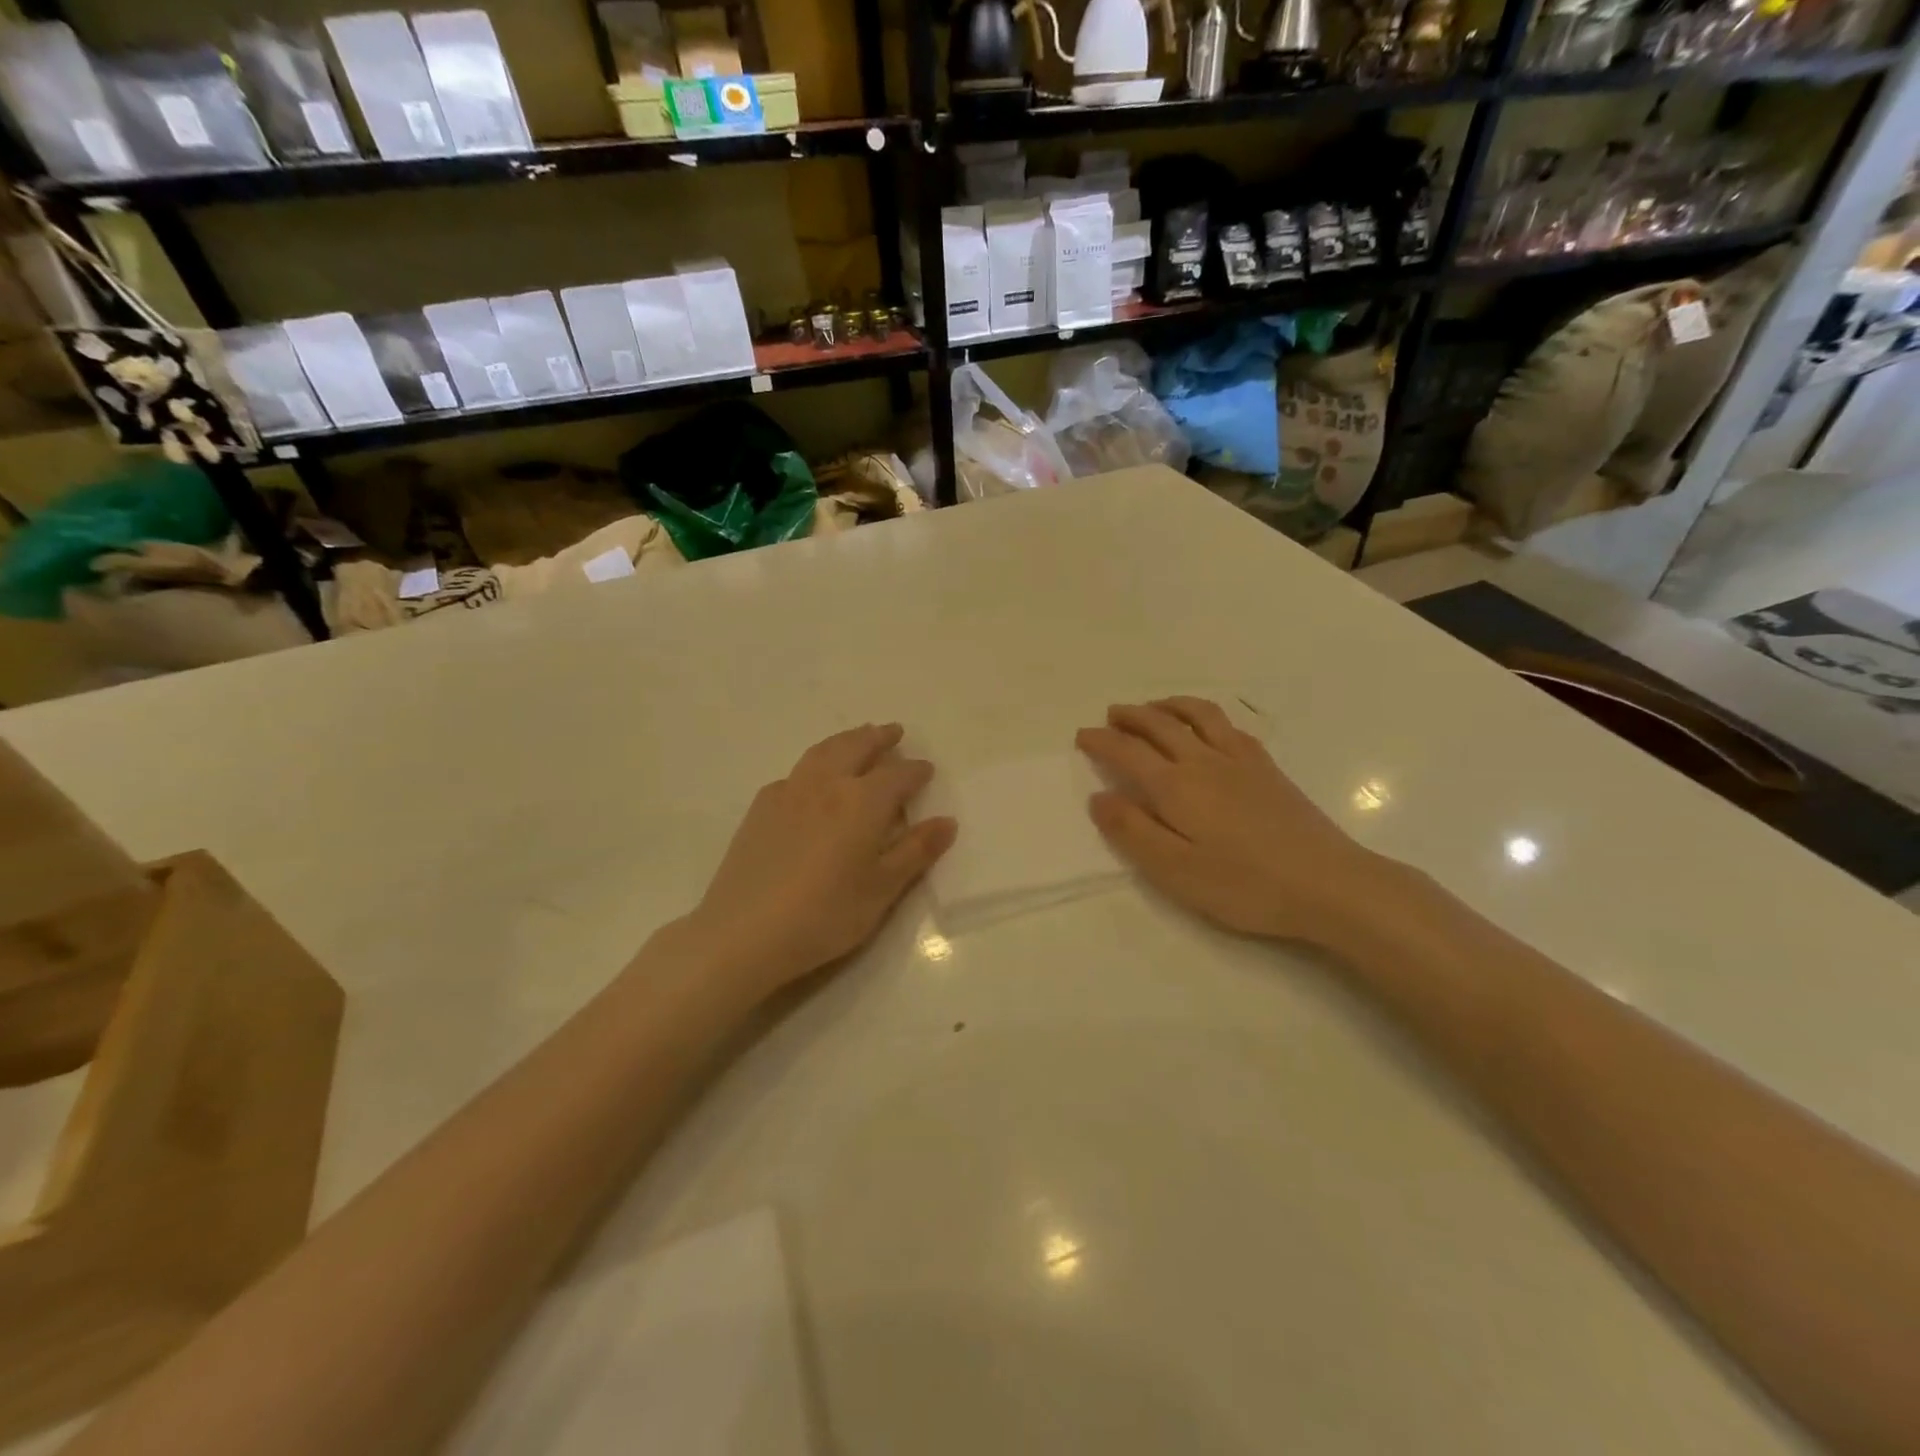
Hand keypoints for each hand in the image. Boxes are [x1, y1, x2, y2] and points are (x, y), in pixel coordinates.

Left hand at [683, 724, 956, 993]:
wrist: (745, 932)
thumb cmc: (825, 914)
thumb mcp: (882, 889)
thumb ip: (915, 851)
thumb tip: (947, 821)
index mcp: (863, 802)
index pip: (898, 775)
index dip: (916, 770)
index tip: (927, 769)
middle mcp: (827, 784)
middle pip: (856, 747)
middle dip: (879, 738)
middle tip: (894, 731)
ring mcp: (789, 791)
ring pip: (823, 752)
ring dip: (846, 740)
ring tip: (858, 738)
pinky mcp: (761, 807)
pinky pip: (795, 772)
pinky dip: (815, 764)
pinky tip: (813, 780)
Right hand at [1076, 697, 1390, 943]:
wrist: (1328, 884)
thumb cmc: (1244, 885)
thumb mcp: (1174, 870)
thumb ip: (1132, 831)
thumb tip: (1099, 797)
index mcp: (1175, 787)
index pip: (1128, 752)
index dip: (1101, 741)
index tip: (1082, 736)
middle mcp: (1203, 762)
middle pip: (1160, 725)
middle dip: (1130, 716)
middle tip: (1111, 715)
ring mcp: (1240, 761)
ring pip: (1197, 715)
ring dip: (1169, 706)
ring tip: (1153, 707)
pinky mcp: (1267, 769)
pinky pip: (1229, 726)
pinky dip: (1206, 716)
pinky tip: (1207, 726)